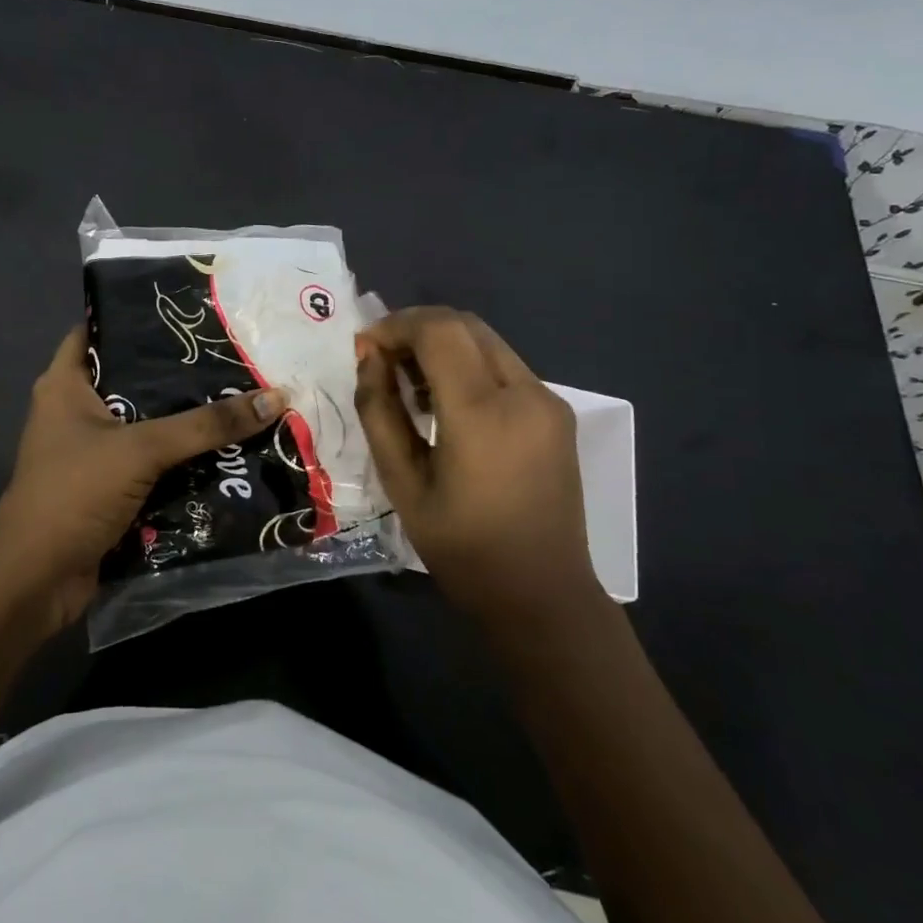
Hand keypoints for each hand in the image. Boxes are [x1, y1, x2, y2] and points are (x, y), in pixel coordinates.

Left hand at [0, 325, 288, 634]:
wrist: (35, 581)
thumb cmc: (75, 493)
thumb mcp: (142, 449)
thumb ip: (206, 425)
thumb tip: (277, 397)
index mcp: (66, 384)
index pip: (100, 329)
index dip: (139, 315)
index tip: (189, 309)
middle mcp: (77, 411)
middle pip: (135, 379)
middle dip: (181, 373)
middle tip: (235, 353)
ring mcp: (94, 452)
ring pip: (149, 424)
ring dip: (189, 420)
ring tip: (245, 394)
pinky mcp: (111, 488)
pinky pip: (154, 463)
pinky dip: (184, 459)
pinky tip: (229, 448)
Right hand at [354, 307, 595, 623]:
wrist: (543, 597)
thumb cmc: (463, 549)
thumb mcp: (402, 483)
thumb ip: (379, 412)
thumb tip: (369, 358)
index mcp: (484, 413)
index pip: (439, 331)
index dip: (396, 326)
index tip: (365, 348)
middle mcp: (525, 393)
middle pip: (465, 324)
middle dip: (417, 329)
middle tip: (383, 360)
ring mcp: (548, 400)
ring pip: (486, 341)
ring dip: (443, 345)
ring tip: (409, 383)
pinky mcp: (557, 412)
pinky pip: (505, 366)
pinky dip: (468, 365)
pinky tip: (446, 401)